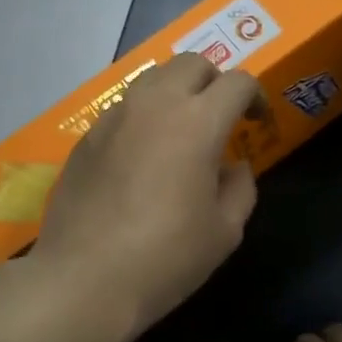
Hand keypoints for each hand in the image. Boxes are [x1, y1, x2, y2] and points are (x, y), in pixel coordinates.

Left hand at [38, 53, 262, 338]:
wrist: (84, 278)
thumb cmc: (166, 257)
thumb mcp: (225, 231)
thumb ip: (240, 188)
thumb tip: (234, 166)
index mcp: (198, 122)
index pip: (237, 82)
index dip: (255, 96)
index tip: (257, 123)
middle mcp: (155, 104)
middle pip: (192, 63)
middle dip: (215, 81)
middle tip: (221, 117)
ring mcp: (115, 116)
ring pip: (154, 78)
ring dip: (176, 92)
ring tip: (181, 130)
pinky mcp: (88, 135)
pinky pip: (125, 107)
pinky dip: (144, 115)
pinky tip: (143, 155)